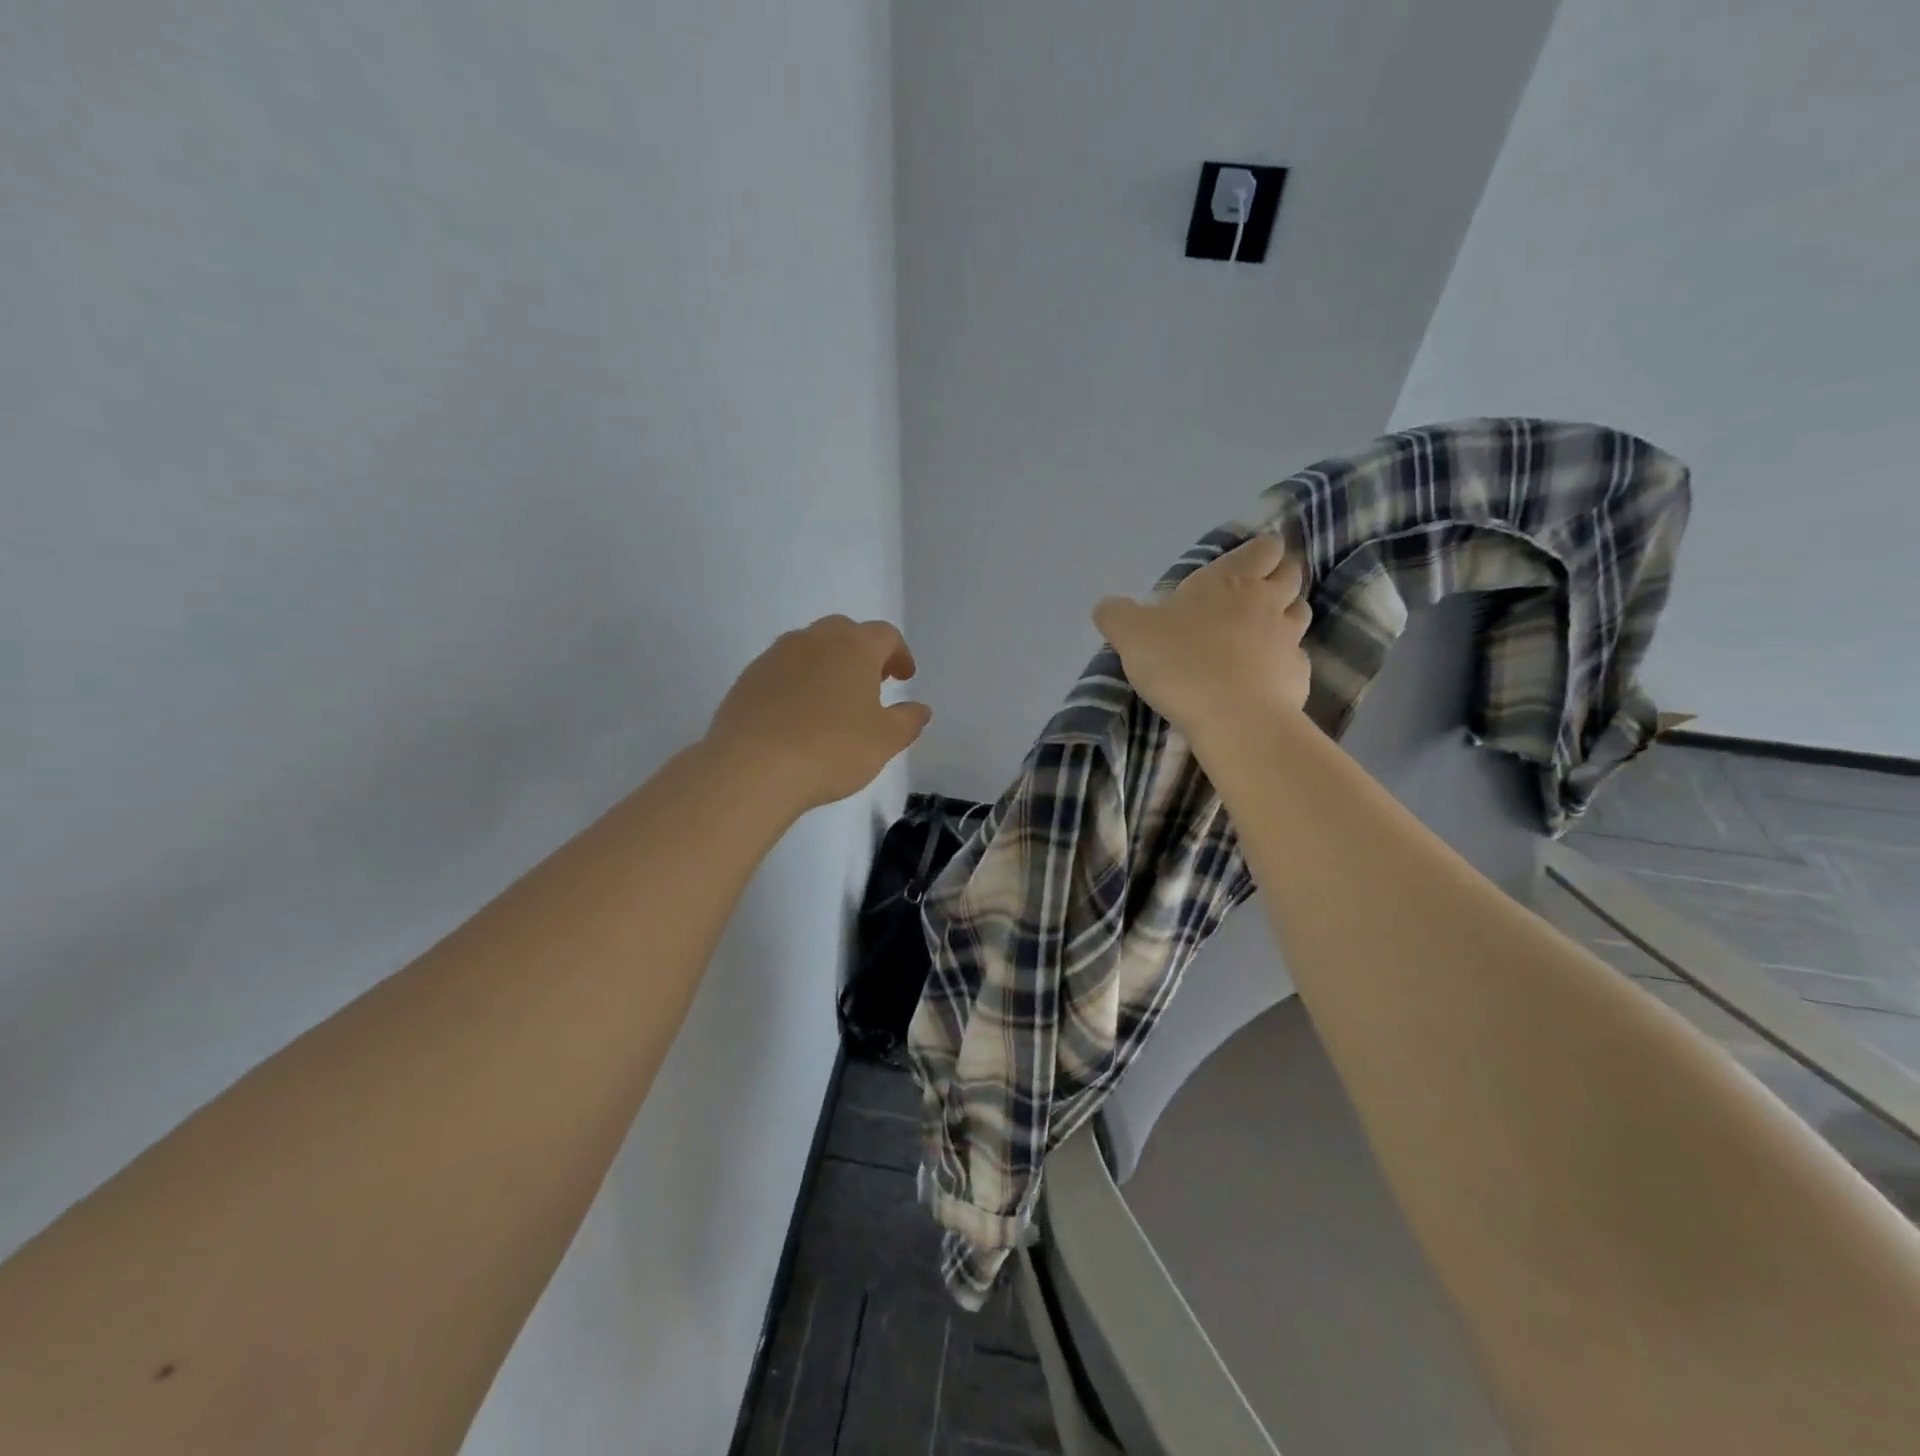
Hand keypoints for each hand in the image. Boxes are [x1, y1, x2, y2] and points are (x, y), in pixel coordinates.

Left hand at [707, 615, 931, 815]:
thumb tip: (920, 708)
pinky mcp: (748, 678)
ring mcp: (775, 655)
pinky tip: (799, 715)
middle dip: (863, 653)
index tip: (904, 677)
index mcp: (854, 646)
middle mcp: (814, 639)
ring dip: (828, 665)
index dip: (899, 654)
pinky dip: (798, 683)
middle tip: (872, 682)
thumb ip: (908, 720)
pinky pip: (783, 670)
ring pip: (810, 648)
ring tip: (835, 700)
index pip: (885, 635)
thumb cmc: (831, 749)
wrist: (752, 767)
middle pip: (845, 633)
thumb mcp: (884, 741)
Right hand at [1093, 534, 1311, 740]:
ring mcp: (1289, 639)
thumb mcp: (1130, 635)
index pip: (1263, 548)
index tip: (1248, 561)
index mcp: (1230, 581)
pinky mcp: (1299, 676)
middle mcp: (1267, 602)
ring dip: (1286, 616)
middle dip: (1278, 578)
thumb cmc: (1182, 663)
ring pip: (1300, 613)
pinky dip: (1284, 661)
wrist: (1233, 718)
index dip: (1260, 550)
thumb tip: (1107, 605)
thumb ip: (1117, 615)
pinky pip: (1296, 659)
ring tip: (1261, 632)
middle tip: (1254, 593)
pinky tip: (1265, 675)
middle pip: (1291, 575)